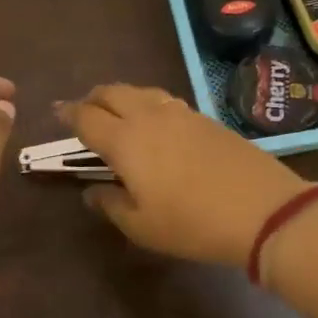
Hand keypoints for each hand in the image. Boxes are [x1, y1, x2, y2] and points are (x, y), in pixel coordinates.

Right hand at [57, 84, 310, 266]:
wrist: (260, 207)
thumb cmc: (192, 223)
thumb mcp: (142, 226)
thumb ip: (110, 204)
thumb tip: (91, 191)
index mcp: (125, 140)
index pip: (87, 117)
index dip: (69, 114)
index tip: (57, 114)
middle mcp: (148, 116)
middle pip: (111, 92)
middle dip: (92, 98)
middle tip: (84, 111)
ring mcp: (179, 112)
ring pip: (140, 91)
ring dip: (120, 96)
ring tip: (116, 112)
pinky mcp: (203, 116)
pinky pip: (163, 99)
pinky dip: (147, 103)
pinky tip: (153, 120)